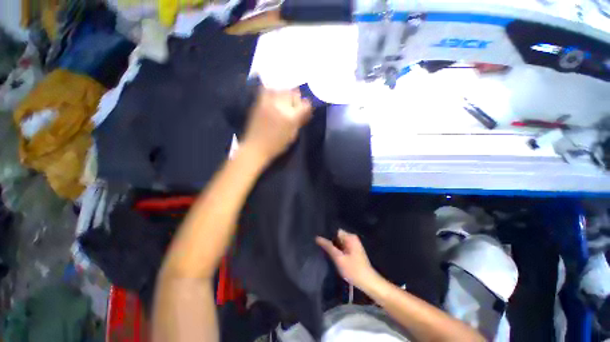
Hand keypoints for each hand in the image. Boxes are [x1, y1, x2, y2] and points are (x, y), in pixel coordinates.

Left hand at [243, 87, 312, 162]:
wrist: (256, 147)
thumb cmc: (277, 145)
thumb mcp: (292, 135)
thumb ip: (299, 122)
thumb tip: (305, 113)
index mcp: (291, 117)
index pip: (305, 104)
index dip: (307, 107)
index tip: (305, 110)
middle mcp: (281, 106)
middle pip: (293, 93)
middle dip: (296, 99)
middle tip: (295, 106)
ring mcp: (269, 103)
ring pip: (281, 89)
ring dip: (285, 94)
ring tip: (284, 102)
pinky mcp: (259, 102)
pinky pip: (267, 90)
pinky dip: (272, 92)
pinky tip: (273, 99)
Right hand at [316, 229, 380, 292]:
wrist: (368, 283)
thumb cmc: (354, 270)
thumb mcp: (339, 259)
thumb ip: (328, 247)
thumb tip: (318, 237)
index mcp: (350, 237)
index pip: (335, 231)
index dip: (328, 237)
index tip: (321, 243)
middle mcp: (352, 238)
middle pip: (337, 237)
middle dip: (330, 243)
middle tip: (323, 250)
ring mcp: (353, 245)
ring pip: (339, 243)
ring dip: (334, 248)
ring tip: (327, 254)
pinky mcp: (353, 251)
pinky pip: (342, 247)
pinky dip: (338, 251)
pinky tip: (334, 258)